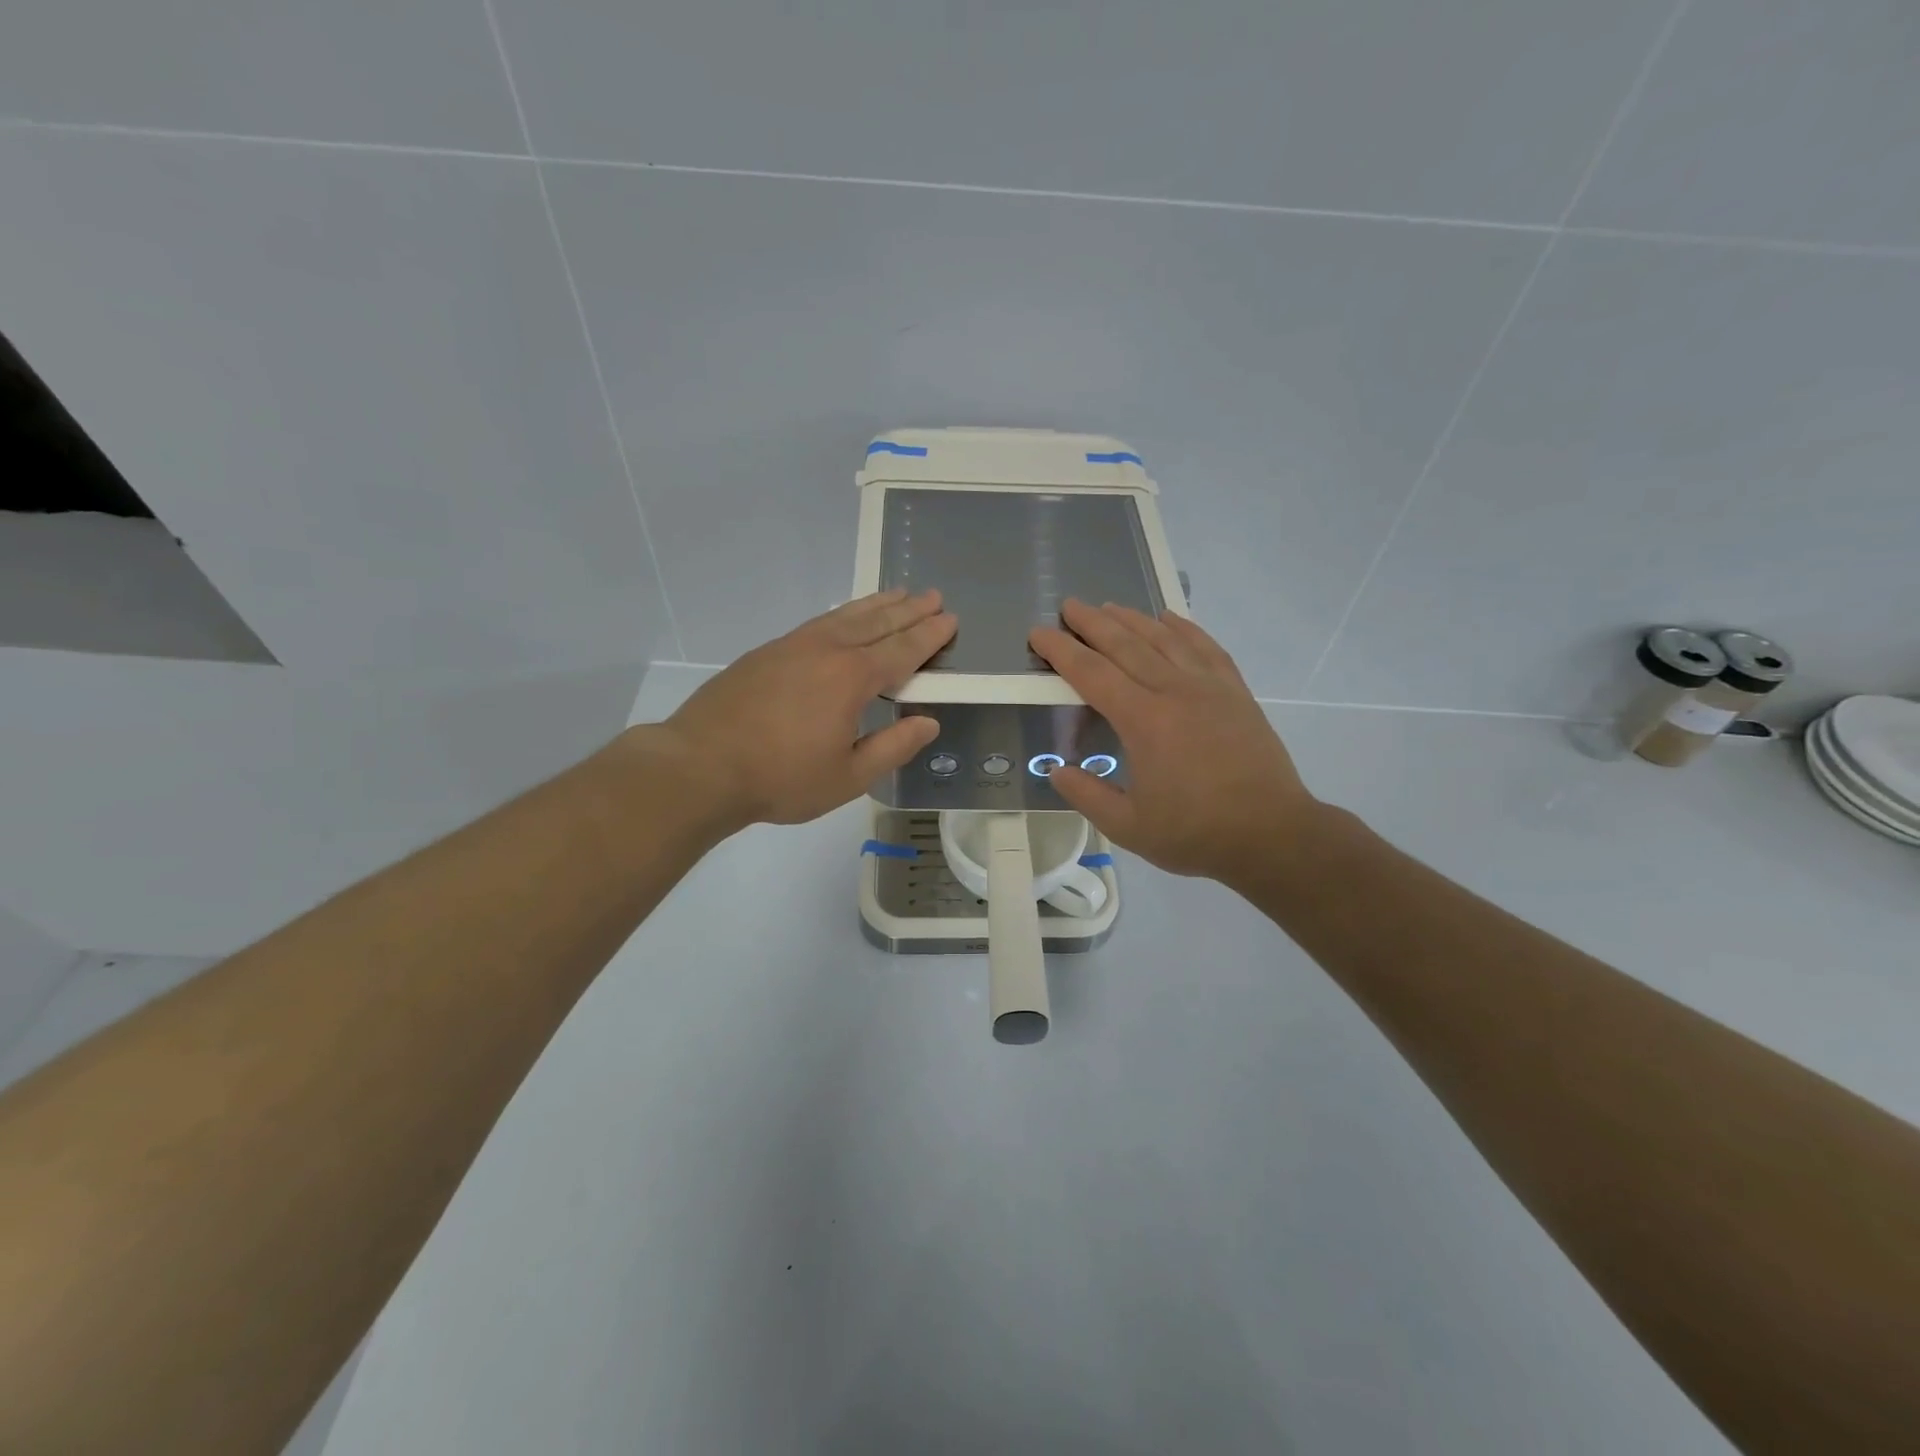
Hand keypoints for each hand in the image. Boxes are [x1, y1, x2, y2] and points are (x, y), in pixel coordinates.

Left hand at [656, 589, 955, 829]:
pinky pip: (818, 622)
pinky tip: (844, 618)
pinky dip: (842, 614)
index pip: (902, 650)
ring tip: (898, 593)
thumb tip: (928, 722)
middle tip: (932, 595)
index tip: (950, 619)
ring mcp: (792, 646)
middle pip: (876, 623)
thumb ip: (893, 747)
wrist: (701, 766)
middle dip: (908, 610)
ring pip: (844, 616)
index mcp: (852, 678)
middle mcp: (826, 651)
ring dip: (876, 604)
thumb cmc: (781, 778)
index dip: (929, 635)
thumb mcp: (848, 777)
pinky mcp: (766, 652)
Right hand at [1029, 600, 1320, 883]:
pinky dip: (1184, 627)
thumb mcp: (1128, 827)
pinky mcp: (1236, 692)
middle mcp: (1174, 691)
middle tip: (1068, 605)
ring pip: (1164, 638)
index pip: (1091, 673)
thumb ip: (1087, 796)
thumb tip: (1056, 770)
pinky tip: (1169, 618)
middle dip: (1092, 623)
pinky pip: (1205, 647)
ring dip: (1133, 619)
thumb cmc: (1196, 833)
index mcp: (1143, 721)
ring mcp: (1209, 687)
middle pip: (1126, 644)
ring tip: (1109, 607)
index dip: (1061, 651)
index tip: (1038, 634)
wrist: (1272, 834)